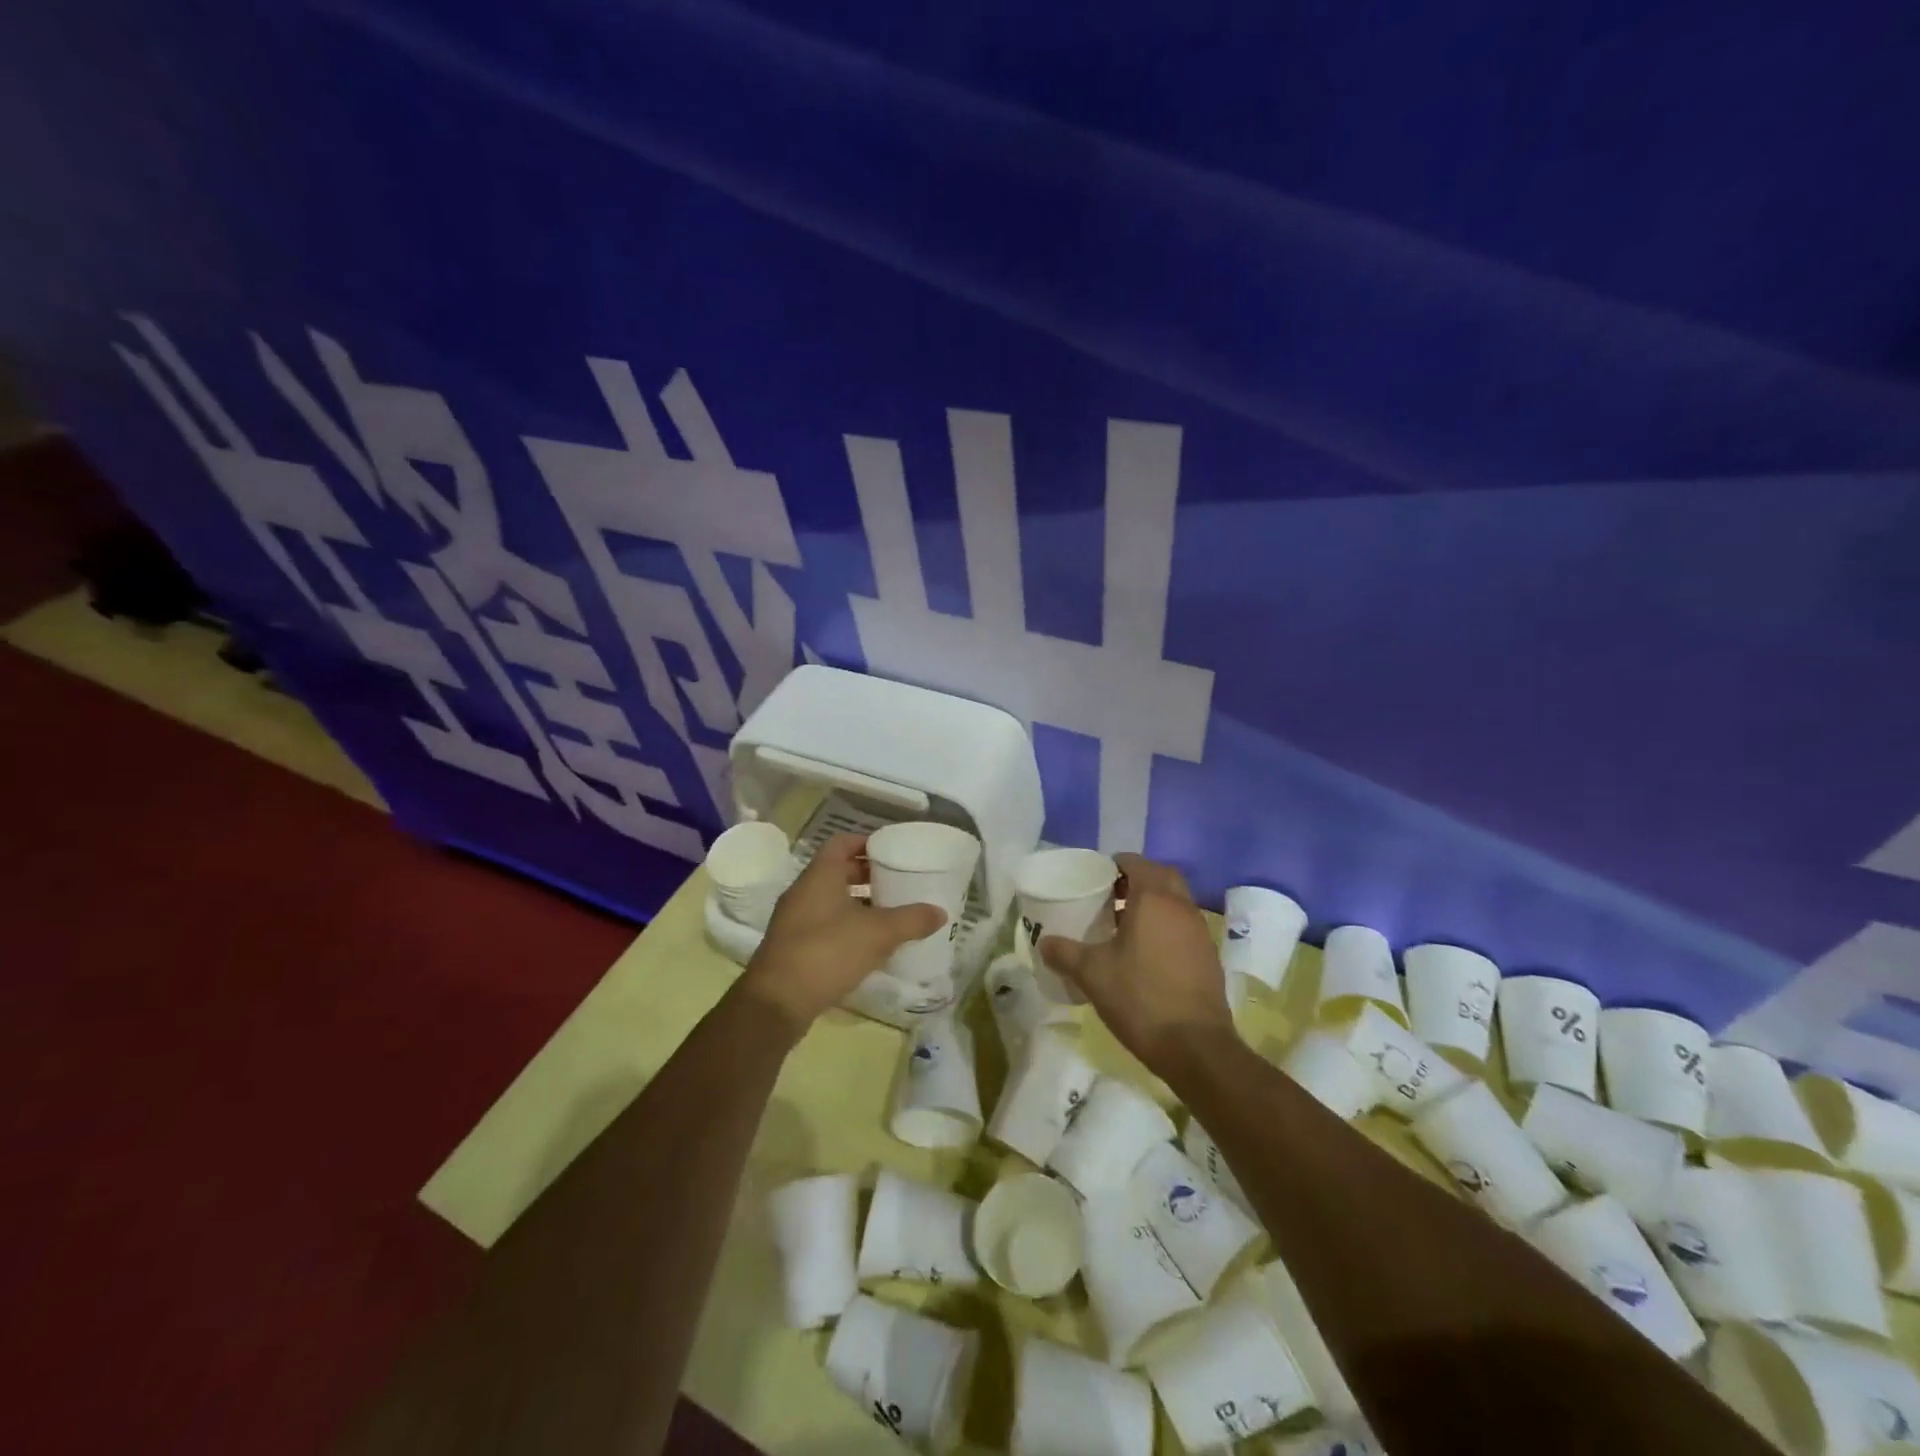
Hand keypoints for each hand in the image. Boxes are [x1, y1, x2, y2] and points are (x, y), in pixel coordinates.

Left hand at [735, 833, 946, 1035]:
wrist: (777, 1001)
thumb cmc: (828, 951)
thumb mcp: (878, 933)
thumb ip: (911, 920)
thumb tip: (940, 912)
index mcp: (820, 875)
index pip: (842, 842)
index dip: (866, 842)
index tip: (892, 851)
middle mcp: (803, 891)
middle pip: (837, 871)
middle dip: (867, 875)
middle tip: (896, 883)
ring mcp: (793, 920)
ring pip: (830, 900)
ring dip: (857, 904)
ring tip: (888, 915)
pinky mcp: (791, 947)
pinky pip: (823, 925)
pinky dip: (845, 927)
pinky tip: (867, 946)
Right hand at [1038, 854, 1234, 1080]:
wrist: (1196, 1047)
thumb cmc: (1140, 998)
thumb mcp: (1092, 974)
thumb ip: (1064, 953)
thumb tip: (1043, 943)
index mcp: (1153, 899)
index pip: (1136, 863)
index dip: (1116, 864)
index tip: (1097, 876)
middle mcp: (1180, 907)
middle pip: (1161, 876)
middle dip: (1138, 878)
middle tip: (1111, 896)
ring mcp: (1199, 931)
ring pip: (1176, 901)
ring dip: (1154, 902)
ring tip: (1124, 924)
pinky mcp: (1209, 956)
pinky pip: (1184, 926)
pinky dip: (1166, 926)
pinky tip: (1147, 952)